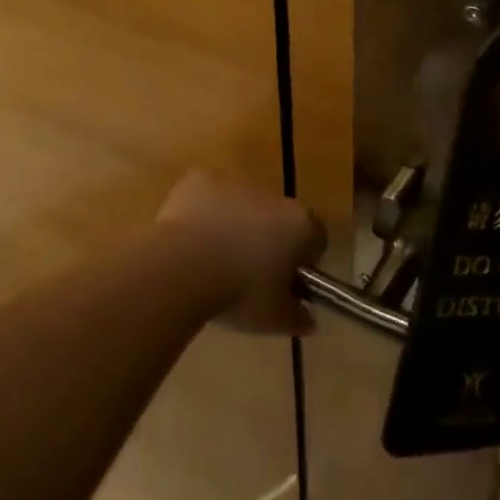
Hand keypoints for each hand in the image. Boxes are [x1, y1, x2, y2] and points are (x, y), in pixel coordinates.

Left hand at [156, 171, 326, 334]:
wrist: (183, 267)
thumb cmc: (239, 292)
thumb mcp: (275, 318)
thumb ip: (297, 317)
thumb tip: (308, 320)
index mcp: (299, 224)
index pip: (316, 236)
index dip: (303, 259)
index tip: (286, 282)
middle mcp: (272, 195)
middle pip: (277, 217)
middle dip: (267, 239)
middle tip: (247, 274)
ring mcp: (234, 183)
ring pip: (241, 205)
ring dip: (234, 225)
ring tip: (212, 260)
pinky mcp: (199, 179)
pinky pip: (207, 196)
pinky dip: (202, 213)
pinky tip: (188, 240)